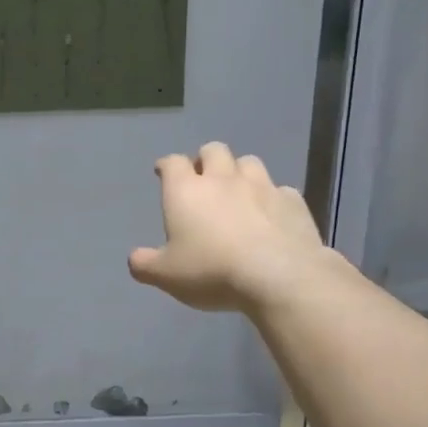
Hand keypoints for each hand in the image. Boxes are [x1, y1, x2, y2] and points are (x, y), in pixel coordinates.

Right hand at [128, 143, 335, 313]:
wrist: (278, 276)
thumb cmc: (212, 271)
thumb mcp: (166, 276)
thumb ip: (145, 264)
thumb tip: (134, 258)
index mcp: (186, 191)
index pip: (172, 163)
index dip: (166, 165)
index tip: (163, 171)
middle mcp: (223, 179)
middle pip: (213, 150)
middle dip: (205, 160)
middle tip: (203, 179)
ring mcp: (262, 186)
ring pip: (249, 162)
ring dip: (240, 171)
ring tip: (238, 191)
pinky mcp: (293, 201)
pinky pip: (279, 190)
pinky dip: (271, 198)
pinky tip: (270, 215)